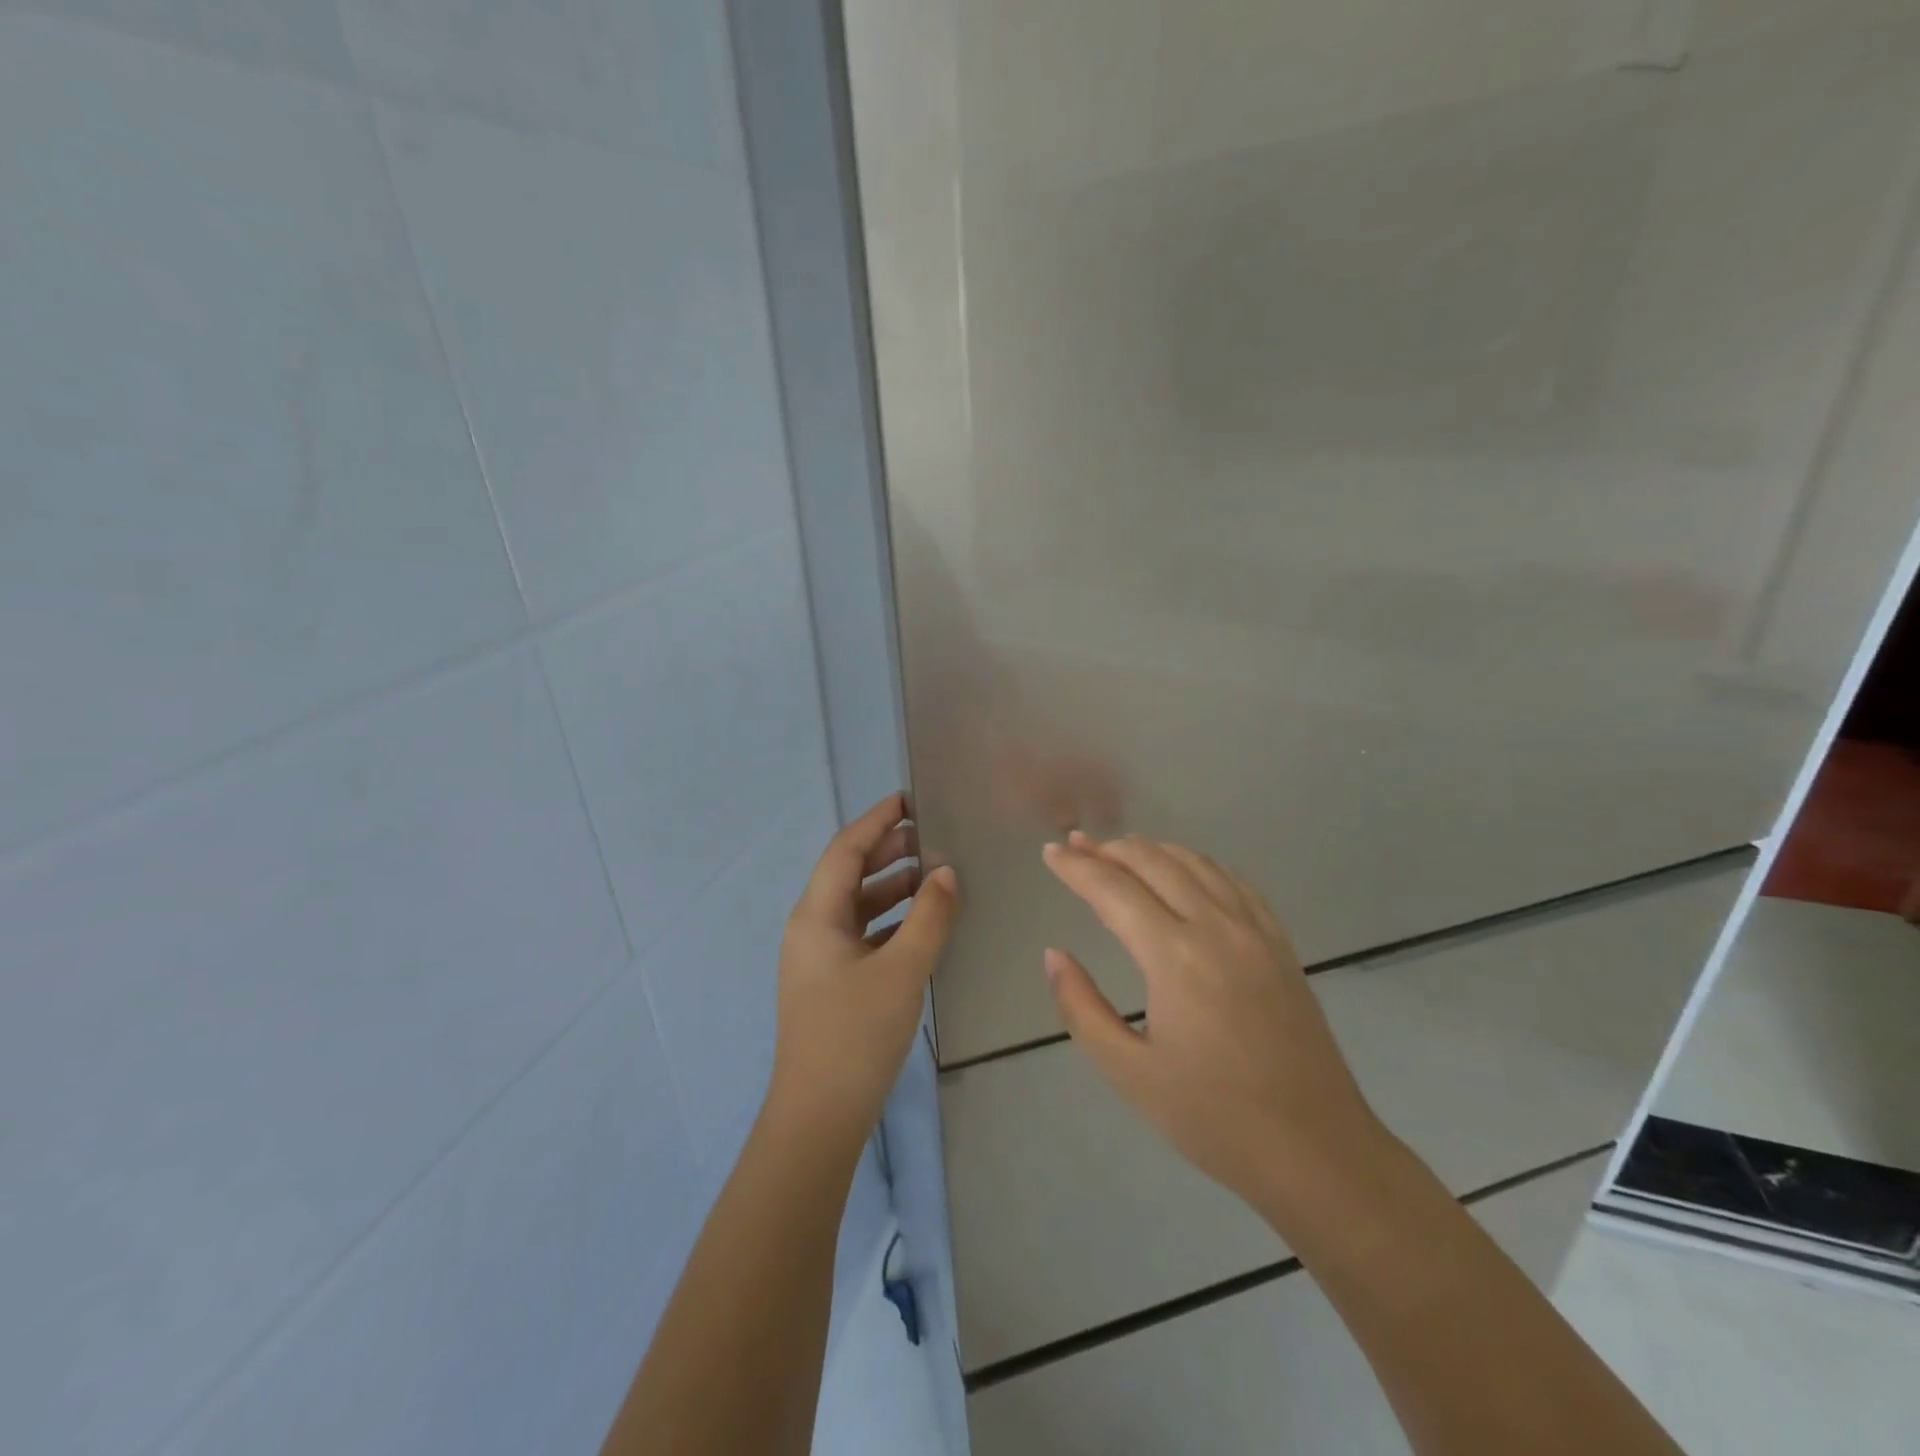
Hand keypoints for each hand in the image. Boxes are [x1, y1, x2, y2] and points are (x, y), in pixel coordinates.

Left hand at [767, 794, 958, 1149]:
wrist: (819, 1116)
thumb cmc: (855, 1034)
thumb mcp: (902, 970)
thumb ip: (929, 917)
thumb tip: (946, 873)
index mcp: (816, 915)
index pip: (845, 850)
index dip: (876, 821)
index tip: (909, 799)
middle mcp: (812, 928)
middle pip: (850, 874)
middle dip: (888, 851)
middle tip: (932, 836)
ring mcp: (820, 957)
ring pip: (858, 906)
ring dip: (893, 887)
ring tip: (935, 875)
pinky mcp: (832, 982)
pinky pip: (864, 934)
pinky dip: (892, 920)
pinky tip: (923, 923)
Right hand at [1041, 831, 1386, 1209]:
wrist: (1317, 1151)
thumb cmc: (1213, 1117)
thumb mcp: (1129, 1072)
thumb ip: (1081, 1007)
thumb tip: (1054, 955)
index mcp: (1174, 956)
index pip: (1112, 889)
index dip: (1076, 867)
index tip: (1049, 853)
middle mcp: (1216, 927)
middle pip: (1154, 862)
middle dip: (1109, 848)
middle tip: (1077, 845)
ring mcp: (1255, 931)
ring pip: (1196, 863)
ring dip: (1152, 850)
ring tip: (1121, 852)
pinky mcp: (1280, 944)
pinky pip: (1234, 882)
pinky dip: (1199, 864)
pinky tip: (1186, 872)